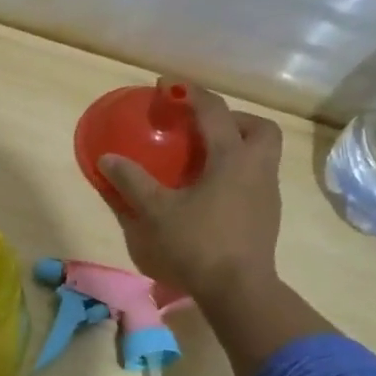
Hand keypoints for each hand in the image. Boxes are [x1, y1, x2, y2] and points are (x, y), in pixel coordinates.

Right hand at [99, 82, 285, 299]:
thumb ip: (132, 181)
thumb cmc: (197, 244)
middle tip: (201, 128)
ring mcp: (267, 193)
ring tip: (203, 159)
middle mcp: (256, 169)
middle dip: (232, 119)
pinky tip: (211, 191)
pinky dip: (236, 172)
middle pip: (258, 128)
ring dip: (236, 146)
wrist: (239, 290)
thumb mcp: (156, 211)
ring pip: (261, 154)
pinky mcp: (267, 215)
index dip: (189, 93)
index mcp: (231, 158)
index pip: (213, 111)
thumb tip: (108, 158)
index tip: (166, 86)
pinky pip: (255, 178)